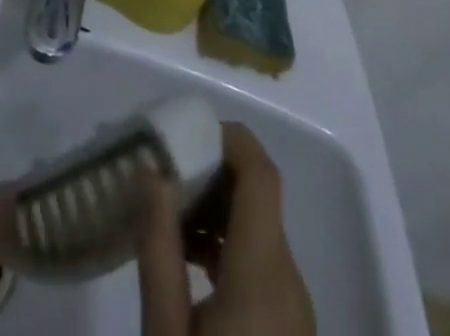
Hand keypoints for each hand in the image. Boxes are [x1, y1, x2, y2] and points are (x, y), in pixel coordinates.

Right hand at [137, 124, 315, 335]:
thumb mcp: (165, 330)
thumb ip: (159, 248)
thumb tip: (153, 172)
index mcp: (265, 270)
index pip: (260, 172)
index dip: (227, 138)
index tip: (184, 132)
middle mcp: (290, 277)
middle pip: (257, 196)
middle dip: (210, 172)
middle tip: (163, 175)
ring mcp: (296, 304)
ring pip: (259, 227)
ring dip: (216, 209)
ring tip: (168, 219)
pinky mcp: (291, 324)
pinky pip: (263, 260)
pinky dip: (229, 243)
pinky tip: (189, 259)